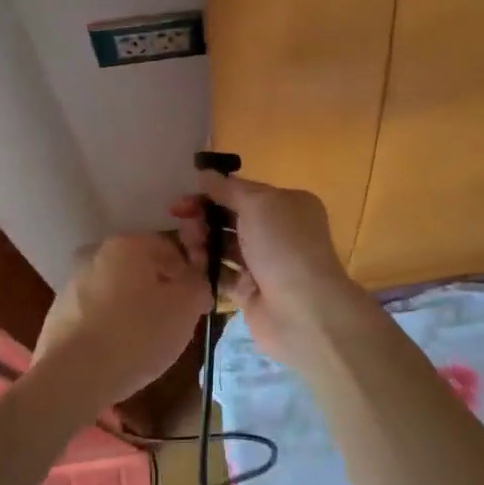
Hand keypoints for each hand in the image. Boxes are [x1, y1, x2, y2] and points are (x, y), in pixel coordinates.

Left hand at [32, 233, 209, 407]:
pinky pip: (97, 315)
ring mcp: (72, 283)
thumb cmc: (136, 334)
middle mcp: (96, 254)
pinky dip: (111, 327)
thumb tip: (196, 282)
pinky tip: (119, 353)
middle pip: (142, 270)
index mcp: (128, 244)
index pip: (171, 249)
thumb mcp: (185, 308)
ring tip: (147, 344)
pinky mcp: (58, 314)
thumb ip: (199, 285)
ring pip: (118, 292)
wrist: (72, 377)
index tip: (196, 306)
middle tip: (175, 326)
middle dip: (161, 293)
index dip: (190, 277)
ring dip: (135, 310)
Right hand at [171, 174, 362, 365]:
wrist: (302, 310)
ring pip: (223, 245)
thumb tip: (204, 174)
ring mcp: (263, 263)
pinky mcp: (249, 290)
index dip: (212, 191)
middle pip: (231, 217)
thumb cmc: (284, 246)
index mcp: (287, 204)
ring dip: (202, 241)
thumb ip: (228, 188)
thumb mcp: (258, 204)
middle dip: (203, 216)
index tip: (183, 197)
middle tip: (180, 220)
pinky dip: (205, 268)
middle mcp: (277, 231)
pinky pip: (221, 273)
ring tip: (188, 245)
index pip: (243, 191)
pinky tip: (189, 264)